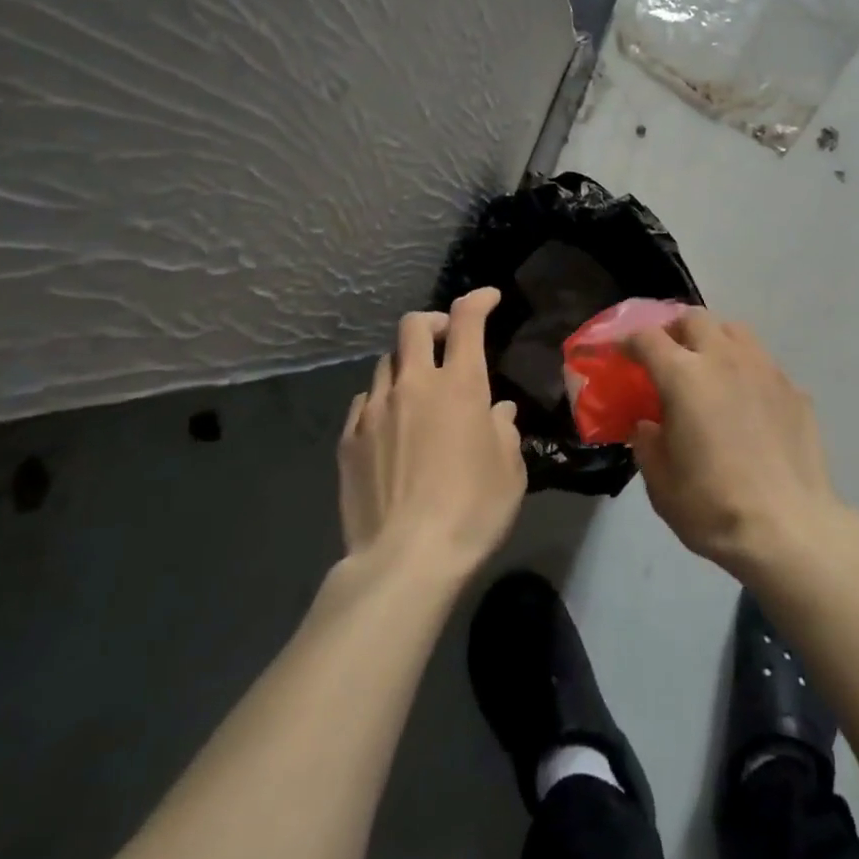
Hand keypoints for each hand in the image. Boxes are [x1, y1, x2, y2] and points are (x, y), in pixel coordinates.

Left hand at [338, 288, 525, 579]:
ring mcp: (375, 410)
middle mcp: (414, 385)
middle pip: (413, 327)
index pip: (466, 320)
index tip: (488, 298)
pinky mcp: (349, 439)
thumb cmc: (472, 511)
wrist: (405, 561)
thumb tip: (498, 412)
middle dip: (432, 322)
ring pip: (386, 363)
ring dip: (406, 365)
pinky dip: (381, 400)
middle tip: (446, 339)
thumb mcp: (509, 471)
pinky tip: (390, 426)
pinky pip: (364, 401)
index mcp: (460, 386)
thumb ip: (504, 430)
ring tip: (417, 390)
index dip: (478, 300)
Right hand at [627, 310, 849, 580]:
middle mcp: (725, 359)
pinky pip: (763, 364)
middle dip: (675, 331)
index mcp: (684, 376)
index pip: (648, 339)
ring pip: (734, 331)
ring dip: (714, 340)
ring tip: (709, 368)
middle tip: (668, 356)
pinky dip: (746, 371)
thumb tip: (649, 425)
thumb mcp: (661, 484)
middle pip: (694, 319)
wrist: (790, 529)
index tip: (622, 354)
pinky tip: (747, 402)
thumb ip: (648, 445)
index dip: (629, 342)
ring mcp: (765, 370)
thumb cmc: (714, 506)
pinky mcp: (795, 389)